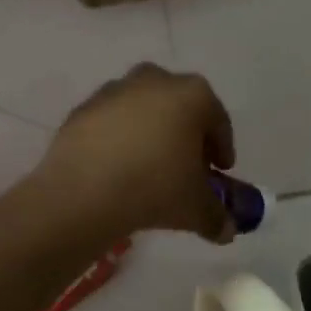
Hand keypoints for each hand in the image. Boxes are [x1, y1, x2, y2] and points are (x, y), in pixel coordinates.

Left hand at [33, 64, 236, 243]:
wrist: (83, 192)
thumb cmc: (155, 188)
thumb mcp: (196, 208)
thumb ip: (217, 217)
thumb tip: (226, 230)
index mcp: (193, 95)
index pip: (218, 121)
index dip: (222, 149)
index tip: (220, 171)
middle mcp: (156, 80)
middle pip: (180, 108)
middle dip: (186, 134)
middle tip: (185, 167)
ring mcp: (115, 90)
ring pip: (143, 110)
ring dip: (150, 133)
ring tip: (148, 168)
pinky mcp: (83, 108)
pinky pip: (111, 122)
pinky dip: (118, 139)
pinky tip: (116, 168)